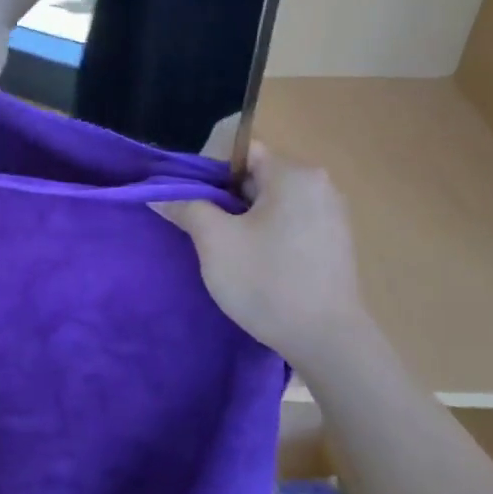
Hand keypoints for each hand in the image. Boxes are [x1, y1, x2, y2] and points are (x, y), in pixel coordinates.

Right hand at [154, 144, 372, 372]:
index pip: (239, 151)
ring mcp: (331, 214)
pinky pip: (289, 221)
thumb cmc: (268, 282)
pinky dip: (266, 233)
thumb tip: (158, 194)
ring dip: (243, 218)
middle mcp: (319, 185)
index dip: (207, 171)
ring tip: (225, 250)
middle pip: (254, 175)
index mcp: (294, 174)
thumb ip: (186, 207)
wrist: (328, 342)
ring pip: (270, 201)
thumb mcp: (215, 241)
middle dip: (223, 198)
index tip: (191, 202)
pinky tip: (255, 264)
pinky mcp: (334, 242)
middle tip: (201, 228)